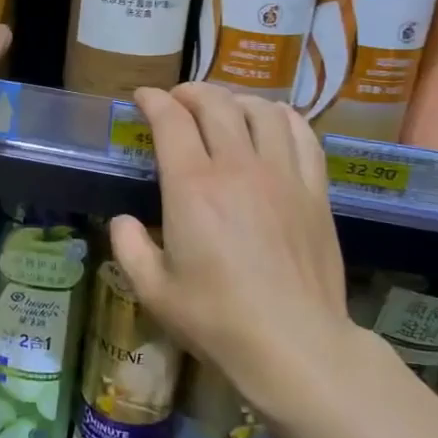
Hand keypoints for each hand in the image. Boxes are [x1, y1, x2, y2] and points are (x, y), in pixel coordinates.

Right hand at [109, 84, 351, 425]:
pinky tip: (272, 124)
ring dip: (236, 99)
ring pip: (261, 110)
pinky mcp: (315, 190)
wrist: (294, 346)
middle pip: (216, 103)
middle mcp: (237, 168)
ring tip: (224, 109)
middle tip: (177, 100)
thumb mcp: (154, 291)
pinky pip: (302, 134)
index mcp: (192, 188)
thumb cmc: (217, 320)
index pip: (171, 120)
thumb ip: (129, 248)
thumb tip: (123, 221)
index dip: (153, 100)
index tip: (143, 98)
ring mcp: (282, 175)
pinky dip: (282, 118)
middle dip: (191, 92)